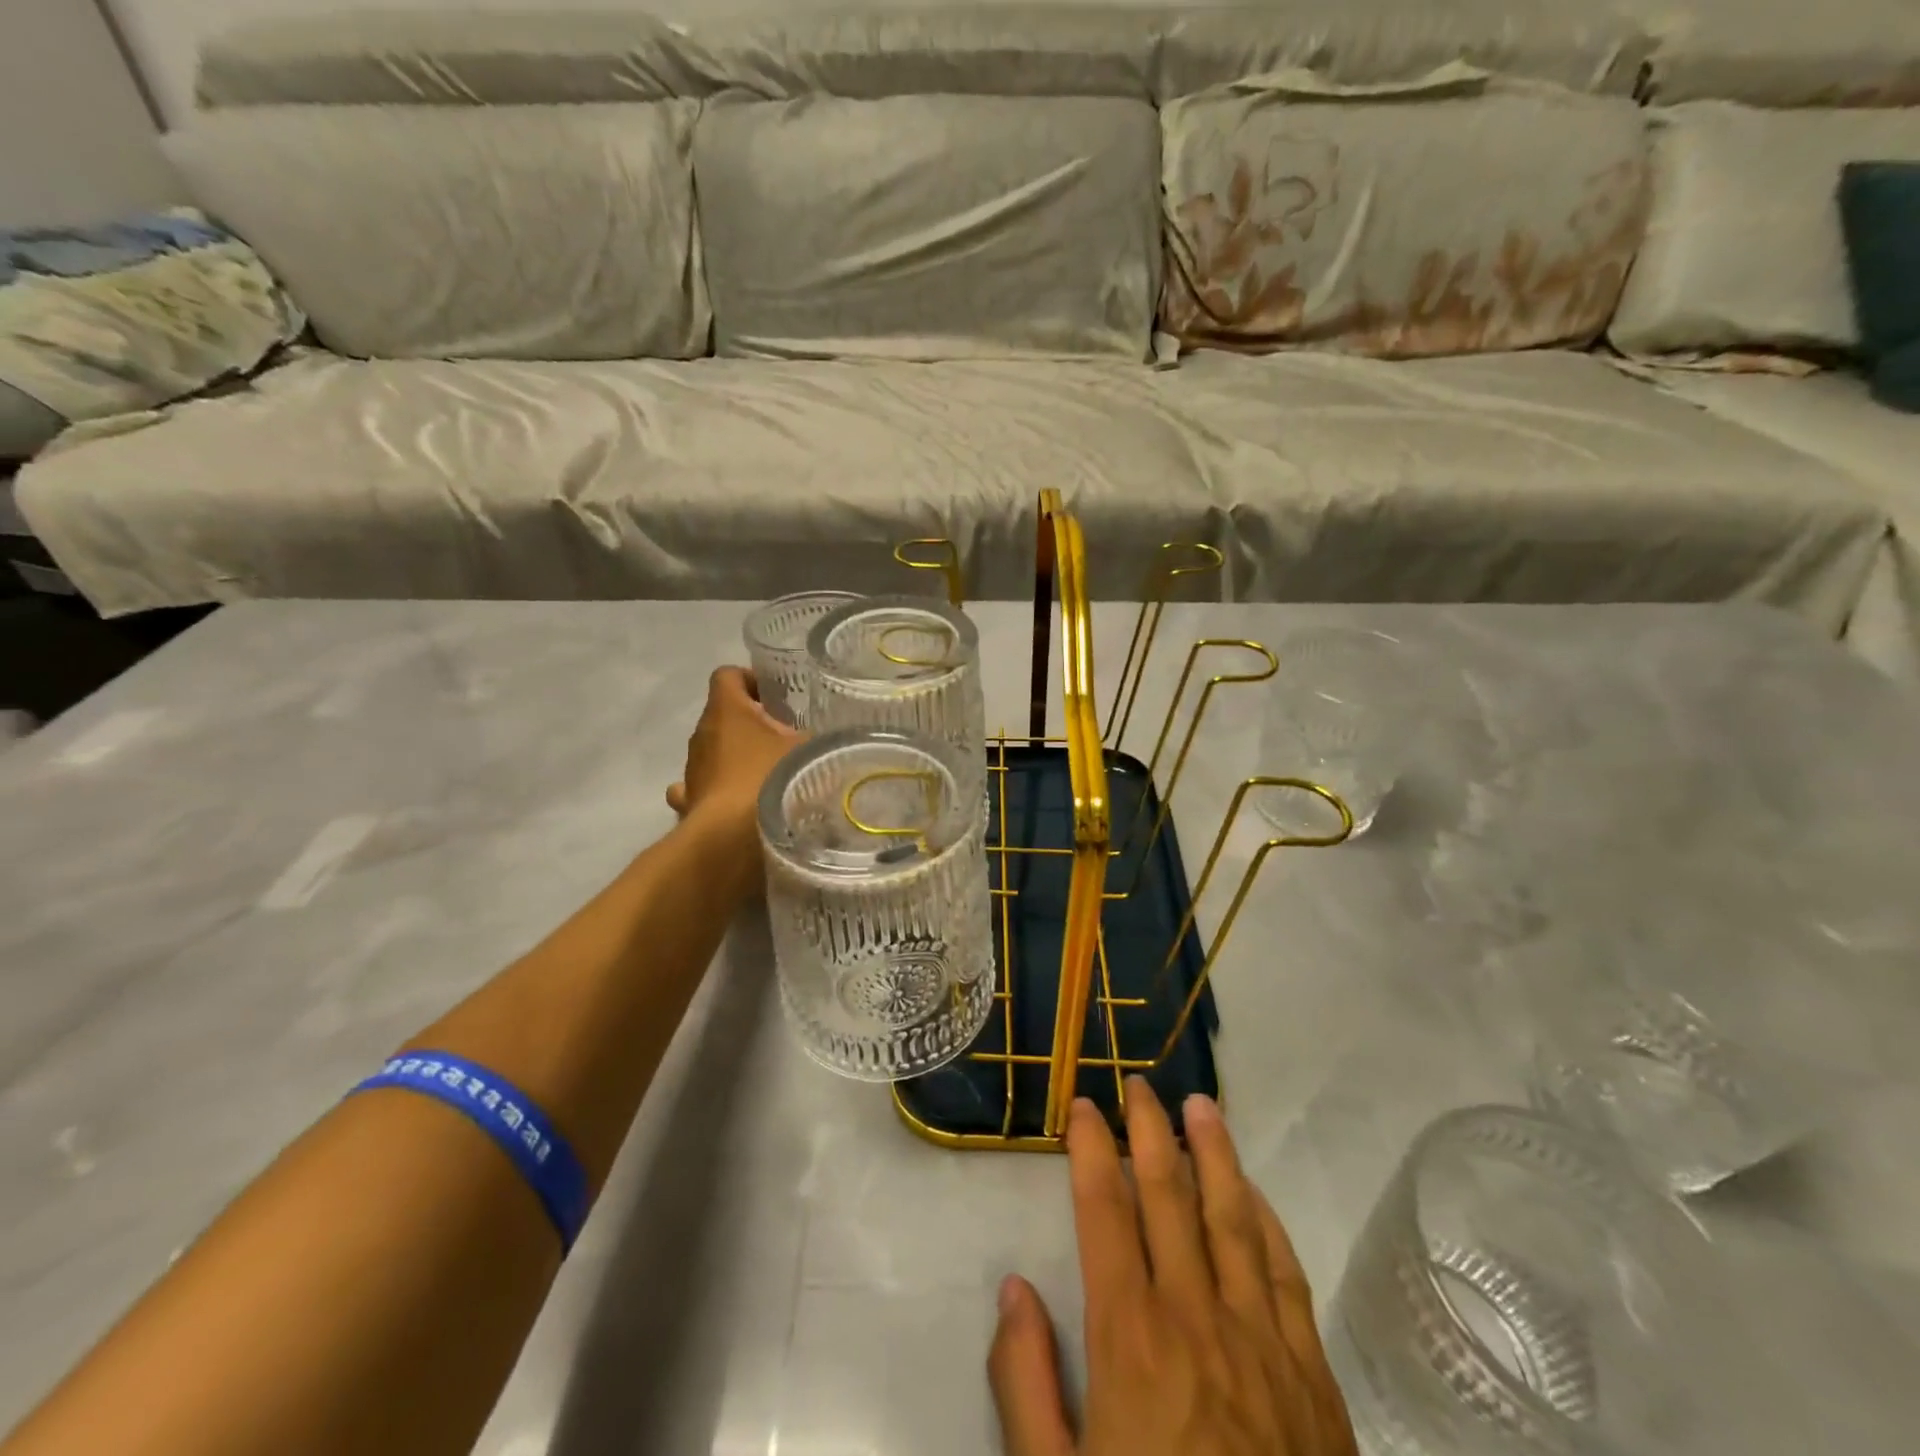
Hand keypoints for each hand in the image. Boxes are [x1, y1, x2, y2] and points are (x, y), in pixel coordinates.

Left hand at [666, 667, 801, 840]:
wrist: (733, 840)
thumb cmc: (770, 781)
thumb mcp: (808, 752)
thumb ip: (816, 740)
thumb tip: (824, 739)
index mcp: (725, 710)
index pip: (727, 675)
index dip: (751, 680)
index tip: (777, 699)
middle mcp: (701, 733)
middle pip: (723, 715)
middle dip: (751, 724)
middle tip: (784, 740)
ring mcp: (691, 770)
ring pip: (712, 752)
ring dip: (735, 758)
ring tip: (767, 775)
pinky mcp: (688, 802)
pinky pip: (700, 788)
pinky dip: (718, 790)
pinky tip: (737, 803)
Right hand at [989, 1082, 1358, 1455]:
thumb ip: (1025, 1383)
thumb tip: (1014, 1287)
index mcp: (1131, 1337)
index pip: (1106, 1209)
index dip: (1093, 1148)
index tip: (1084, 1105)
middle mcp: (1196, 1317)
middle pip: (1171, 1195)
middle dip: (1151, 1130)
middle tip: (1138, 1082)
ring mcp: (1262, 1342)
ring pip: (1234, 1218)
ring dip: (1215, 1153)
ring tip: (1200, 1104)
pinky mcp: (1311, 1375)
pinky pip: (1287, 1274)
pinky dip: (1267, 1221)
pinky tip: (1254, 1193)